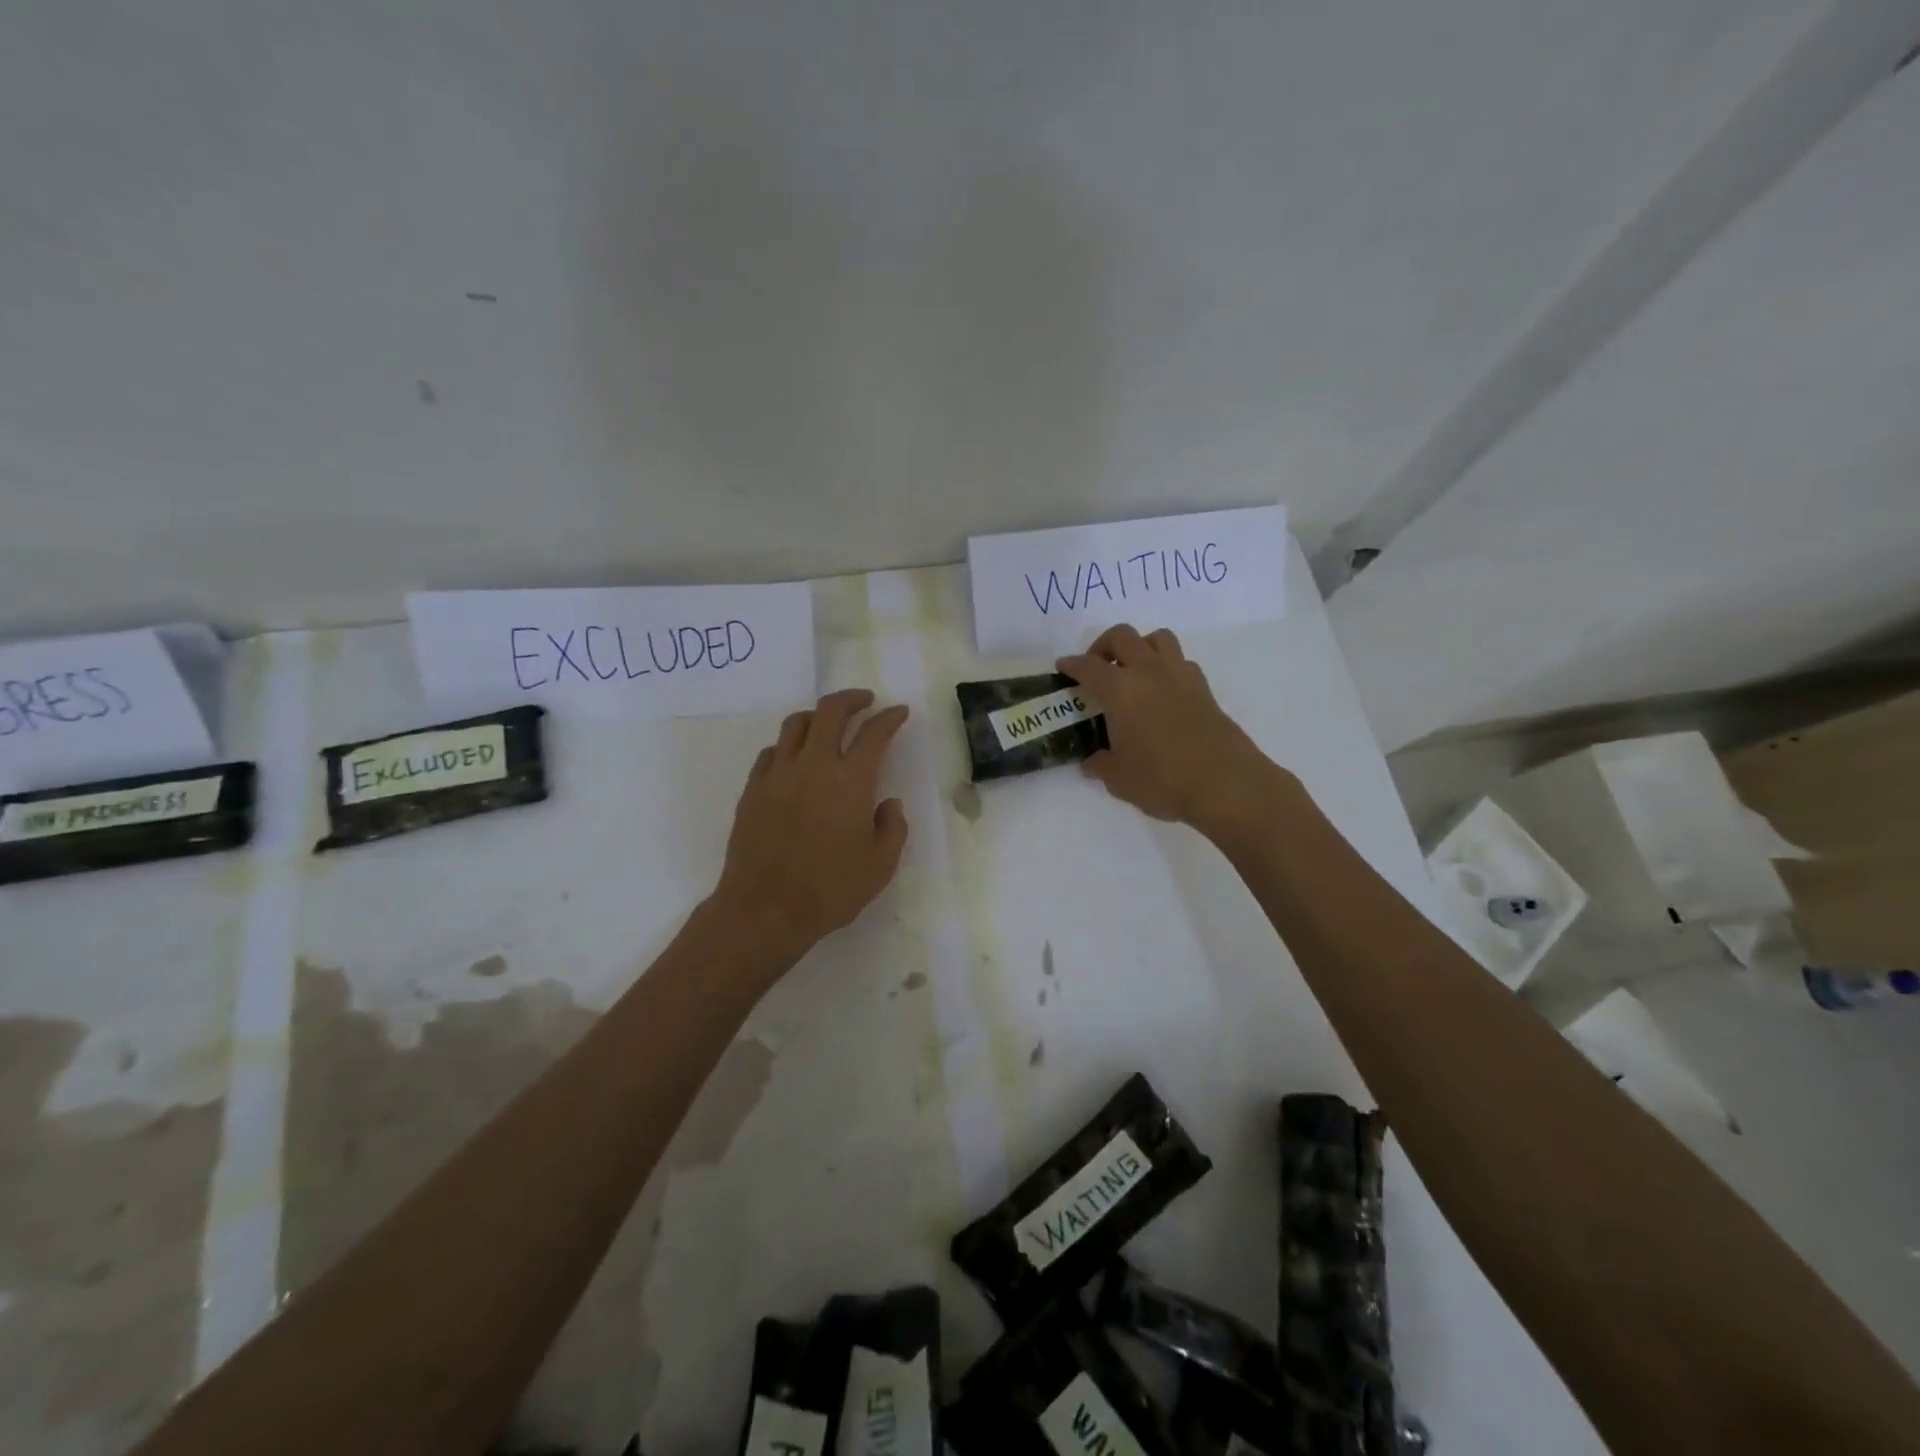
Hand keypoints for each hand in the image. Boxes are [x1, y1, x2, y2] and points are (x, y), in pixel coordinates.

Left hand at [710, 688, 910, 963]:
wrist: (764, 910)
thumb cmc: (830, 890)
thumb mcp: (880, 866)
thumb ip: (893, 828)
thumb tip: (889, 803)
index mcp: (851, 780)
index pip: (874, 733)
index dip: (890, 718)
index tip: (899, 712)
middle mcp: (814, 765)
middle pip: (830, 711)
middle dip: (851, 699)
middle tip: (865, 701)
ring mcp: (778, 774)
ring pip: (795, 724)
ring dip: (817, 716)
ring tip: (827, 724)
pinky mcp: (753, 789)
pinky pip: (771, 752)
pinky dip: (788, 746)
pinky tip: (794, 759)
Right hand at [1058, 625, 1274, 834]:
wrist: (1225, 784)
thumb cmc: (1162, 780)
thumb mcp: (1119, 779)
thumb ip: (1101, 765)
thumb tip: (1094, 760)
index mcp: (1121, 690)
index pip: (1089, 667)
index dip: (1072, 665)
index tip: (1063, 667)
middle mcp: (1149, 673)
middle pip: (1124, 637)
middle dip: (1104, 645)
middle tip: (1097, 666)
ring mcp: (1181, 677)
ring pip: (1158, 638)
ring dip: (1141, 647)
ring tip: (1133, 671)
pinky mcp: (1204, 690)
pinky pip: (1181, 662)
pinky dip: (1166, 667)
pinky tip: (1162, 692)